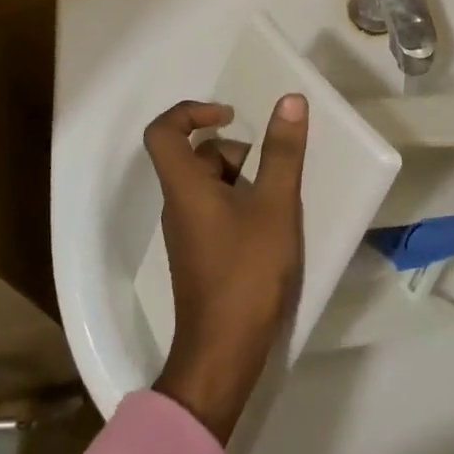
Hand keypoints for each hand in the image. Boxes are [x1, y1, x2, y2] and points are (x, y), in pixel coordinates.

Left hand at [144, 95, 306, 443]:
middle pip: (193, 156)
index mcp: (184, 187)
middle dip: (233, 149)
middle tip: (269, 165)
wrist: (223, 354)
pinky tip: (271, 224)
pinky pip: (214, 209)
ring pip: (207, 184)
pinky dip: (240, 202)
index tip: (229, 115)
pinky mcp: (201, 254)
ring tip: (277, 197)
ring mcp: (188, 232)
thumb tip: (290, 100)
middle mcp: (178, 204)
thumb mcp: (274, 206)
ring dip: (241, 177)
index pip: (163, 131)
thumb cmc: (246, 273)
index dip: (190, 111)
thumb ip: (282, 153)